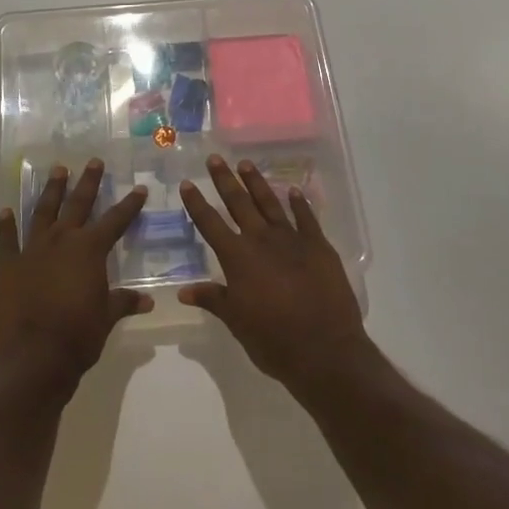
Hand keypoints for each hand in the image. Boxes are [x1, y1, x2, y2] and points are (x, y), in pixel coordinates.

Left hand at [0, 159, 149, 390]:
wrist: (31, 358)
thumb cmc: (77, 337)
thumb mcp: (106, 318)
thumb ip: (123, 302)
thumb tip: (147, 300)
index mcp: (90, 250)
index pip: (116, 221)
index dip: (129, 205)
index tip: (139, 189)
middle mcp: (62, 241)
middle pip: (78, 204)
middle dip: (88, 182)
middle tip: (93, 161)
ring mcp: (32, 250)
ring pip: (43, 212)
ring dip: (51, 191)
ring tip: (58, 171)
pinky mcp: (9, 265)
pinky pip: (8, 239)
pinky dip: (7, 224)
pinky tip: (7, 210)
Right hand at [179, 155, 372, 393]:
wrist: (325, 350)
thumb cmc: (273, 340)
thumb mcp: (236, 322)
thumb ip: (213, 299)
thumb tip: (183, 290)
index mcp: (237, 258)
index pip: (210, 224)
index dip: (197, 203)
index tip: (187, 183)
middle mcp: (261, 240)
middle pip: (239, 203)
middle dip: (224, 180)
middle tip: (215, 159)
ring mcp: (292, 239)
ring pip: (270, 203)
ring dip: (256, 183)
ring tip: (245, 164)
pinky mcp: (319, 246)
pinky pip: (306, 218)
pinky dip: (299, 203)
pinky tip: (293, 190)